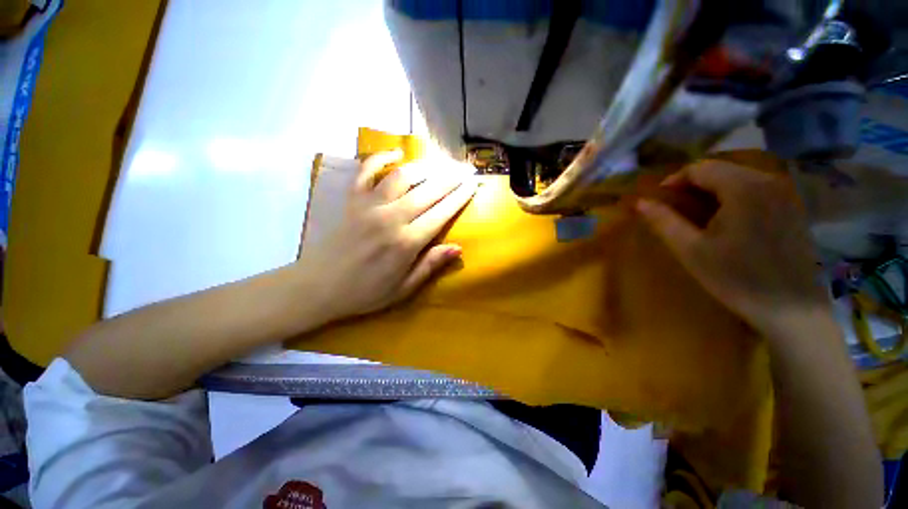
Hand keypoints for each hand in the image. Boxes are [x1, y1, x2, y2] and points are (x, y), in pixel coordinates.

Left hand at [298, 150, 477, 322]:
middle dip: (450, 178)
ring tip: (441, 163)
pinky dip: (380, 158)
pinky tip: (396, 153)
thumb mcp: (403, 289)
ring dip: (425, 167)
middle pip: (427, 191)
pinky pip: (366, 171)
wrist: (319, 286)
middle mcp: (391, 218)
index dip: (459, 198)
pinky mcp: (352, 200)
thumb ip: (430, 266)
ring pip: (402, 176)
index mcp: (406, 243)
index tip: (472, 184)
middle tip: (465, 169)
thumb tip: (458, 248)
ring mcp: (369, 206)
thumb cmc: (365, 292)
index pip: (441, 214)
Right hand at [636, 160, 827, 335]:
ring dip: (713, 190)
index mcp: (743, 189)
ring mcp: (785, 193)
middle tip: (675, 208)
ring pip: (739, 177)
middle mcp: (768, 181)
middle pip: (721, 169)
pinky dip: (734, 196)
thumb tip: (639, 202)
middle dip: (693, 184)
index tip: (659, 200)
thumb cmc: (737, 279)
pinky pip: (757, 189)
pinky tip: (728, 219)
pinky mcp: (794, 207)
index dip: (674, 180)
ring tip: (698, 214)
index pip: (700, 168)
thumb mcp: (691, 251)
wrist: (792, 309)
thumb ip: (664, 222)